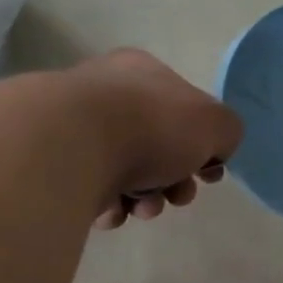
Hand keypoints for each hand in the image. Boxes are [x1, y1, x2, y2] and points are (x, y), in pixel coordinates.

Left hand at [70, 49, 242, 228]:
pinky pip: (94, 189)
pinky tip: (115, 210)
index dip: (204, 147)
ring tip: (144, 207)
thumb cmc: (153, 126)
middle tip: (177, 195)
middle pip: (158, 146)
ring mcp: (76, 127)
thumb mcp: (217, 123)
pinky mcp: (55, 162)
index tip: (209, 174)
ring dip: (147, 198)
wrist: (75, 147)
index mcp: (143, 72)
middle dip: (175, 180)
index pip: (184, 110)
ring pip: (127, 172)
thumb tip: (214, 149)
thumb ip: (227, 132)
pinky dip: (111, 205)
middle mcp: (106, 92)